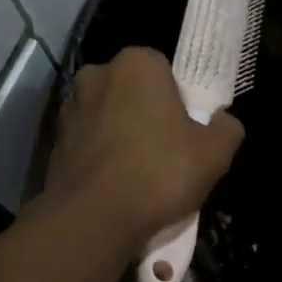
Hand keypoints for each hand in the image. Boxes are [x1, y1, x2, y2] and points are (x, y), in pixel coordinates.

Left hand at [46, 47, 244, 246]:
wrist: (93, 217)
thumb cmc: (159, 172)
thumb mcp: (215, 153)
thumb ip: (227, 128)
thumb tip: (223, 121)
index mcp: (136, 63)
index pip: (164, 70)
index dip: (178, 100)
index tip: (187, 130)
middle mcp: (96, 75)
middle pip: (132, 91)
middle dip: (146, 113)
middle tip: (166, 151)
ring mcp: (70, 109)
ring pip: (107, 117)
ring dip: (120, 135)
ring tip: (139, 173)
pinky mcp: (54, 142)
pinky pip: (88, 143)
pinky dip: (100, 157)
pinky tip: (115, 185)